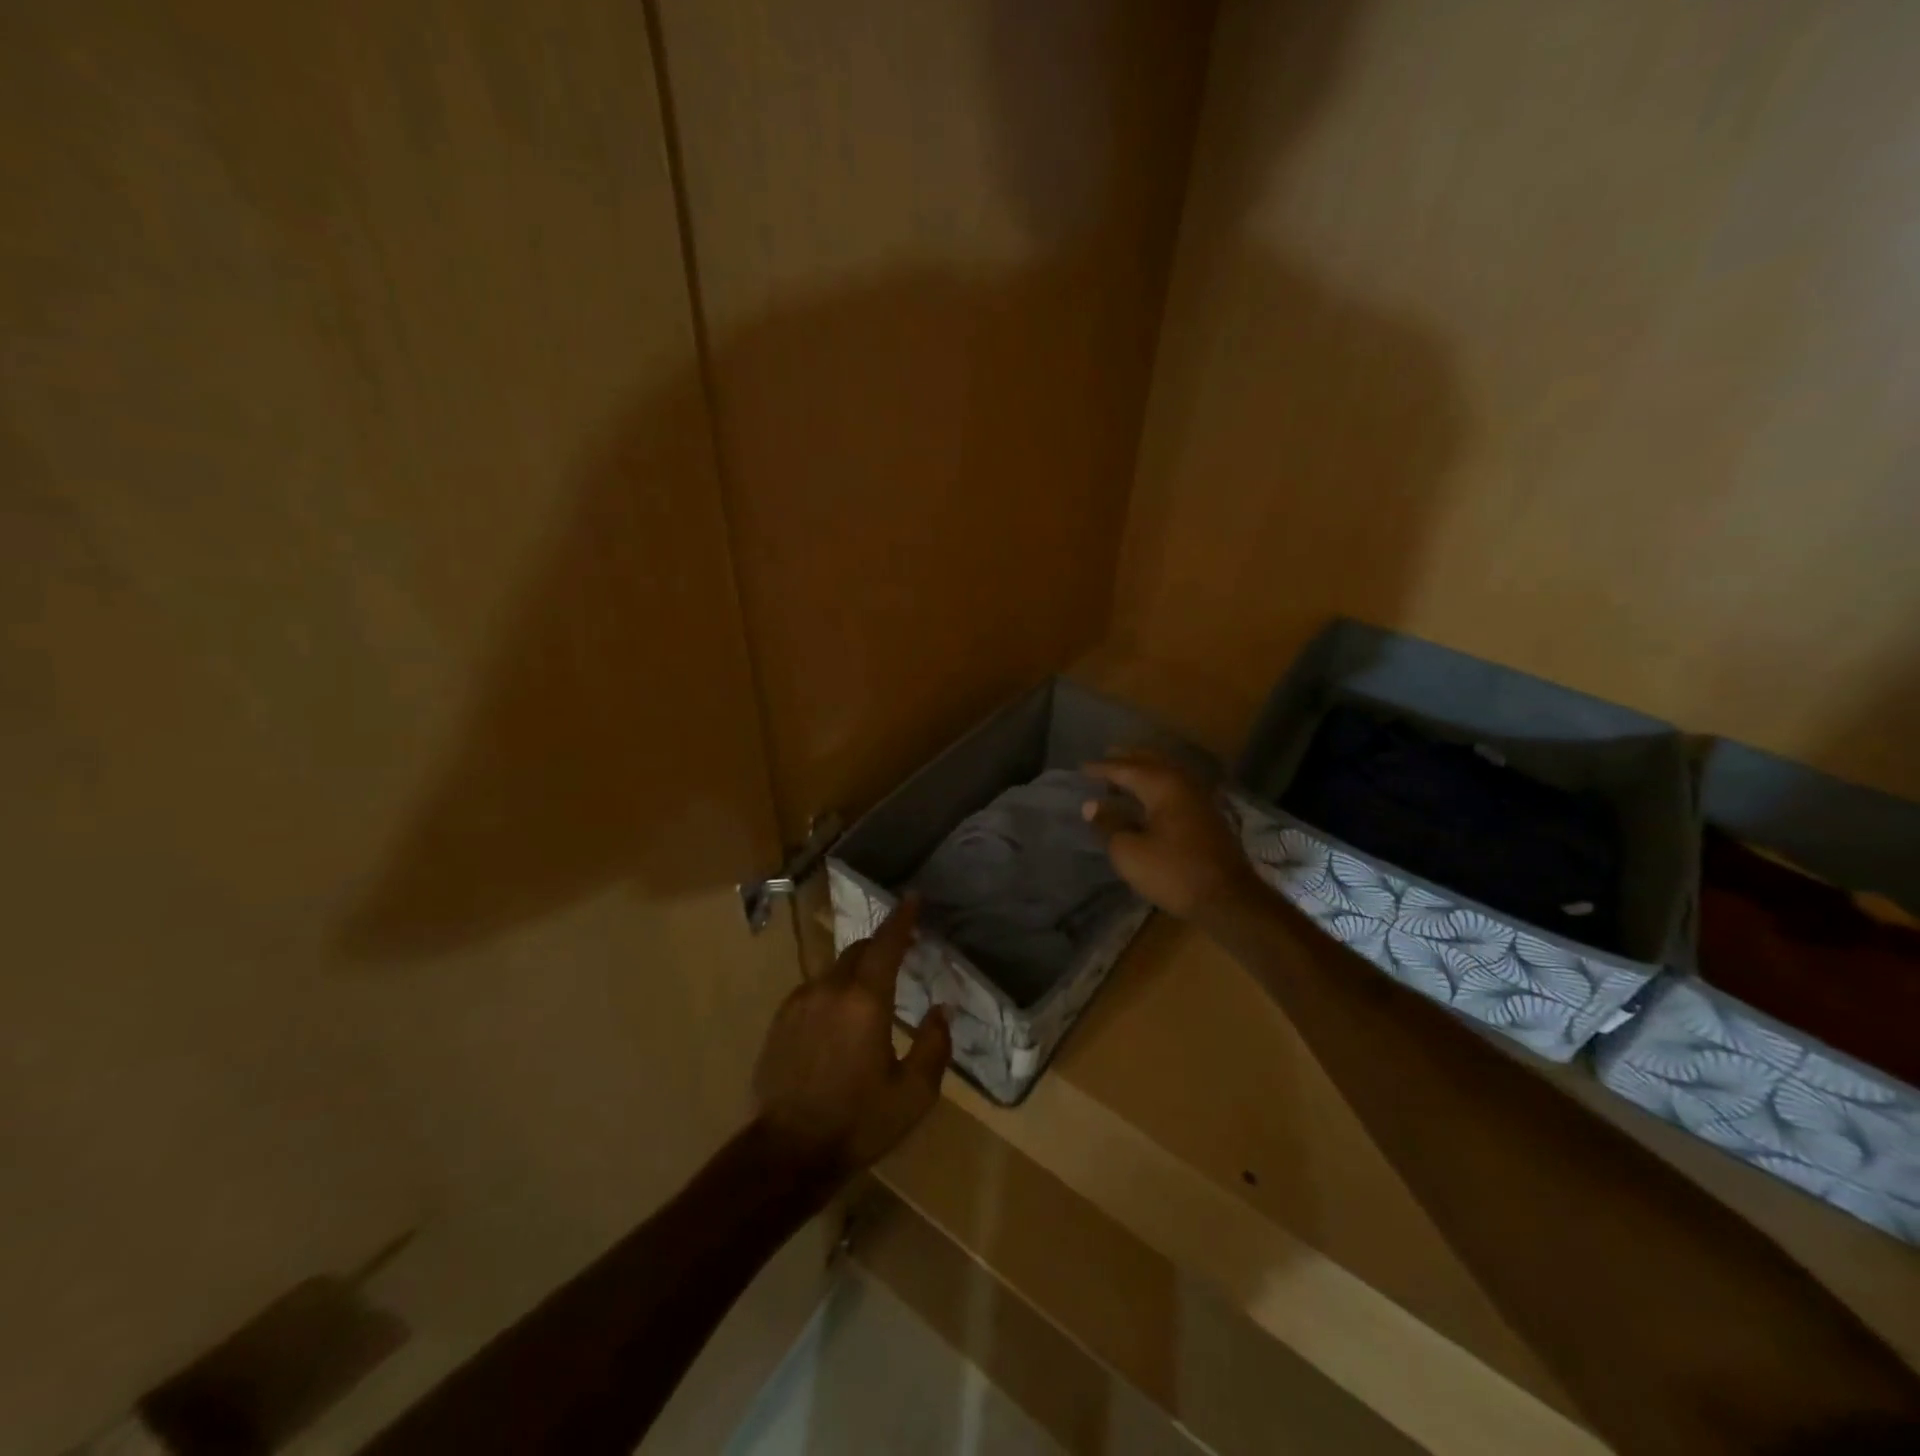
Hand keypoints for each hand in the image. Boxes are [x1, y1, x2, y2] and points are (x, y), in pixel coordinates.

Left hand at [752, 895, 951, 1176]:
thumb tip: (941, 1011)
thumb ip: (933, 1046)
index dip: (902, 919)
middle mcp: (829, 989)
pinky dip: (834, 993)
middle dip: (880, 945)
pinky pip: (815, 991)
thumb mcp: (913, 1095)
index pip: (886, 944)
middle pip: (858, 951)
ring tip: (871, 997)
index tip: (913, 898)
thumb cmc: (858, 1122)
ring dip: (857, 972)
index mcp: (865, 1001)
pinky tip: (840, 1022)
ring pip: (835, 971)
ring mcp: (800, 1002)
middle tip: (900, 953)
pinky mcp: (781, 1020)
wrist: (786, 1152)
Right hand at [1083, 749, 1264, 920]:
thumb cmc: (1172, 872)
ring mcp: (1199, 797)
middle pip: (1150, 761)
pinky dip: (1157, 784)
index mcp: (1162, 785)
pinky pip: (1176, 786)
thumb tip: (1092, 805)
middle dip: (1125, 760)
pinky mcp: (1207, 814)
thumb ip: (1109, 823)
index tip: (1080, 769)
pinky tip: (1148, 797)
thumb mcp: (1129, 851)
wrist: (1227, 899)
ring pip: (1166, 772)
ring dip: (1143, 770)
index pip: (1124, 768)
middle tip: (1104, 761)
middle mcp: (1182, 782)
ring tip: (1123, 777)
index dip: (1101, 769)